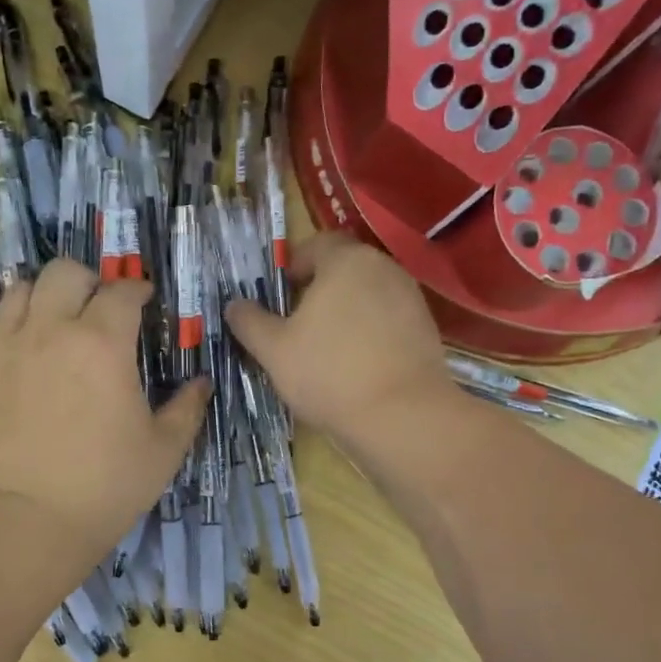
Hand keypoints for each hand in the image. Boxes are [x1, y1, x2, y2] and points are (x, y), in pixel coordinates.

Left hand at [0, 259, 207, 555]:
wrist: (32, 519)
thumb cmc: (107, 484)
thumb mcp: (164, 449)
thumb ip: (188, 408)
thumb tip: (201, 383)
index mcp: (103, 342)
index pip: (123, 291)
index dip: (139, 291)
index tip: (147, 303)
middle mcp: (53, 330)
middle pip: (65, 272)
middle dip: (90, 281)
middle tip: (102, 308)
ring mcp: (11, 347)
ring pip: (21, 288)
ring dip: (46, 294)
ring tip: (60, 319)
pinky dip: (11, 321)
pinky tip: (25, 344)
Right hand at [225, 233, 454, 447]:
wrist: (402, 416)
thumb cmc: (329, 372)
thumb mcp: (274, 350)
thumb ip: (250, 321)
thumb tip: (234, 305)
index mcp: (346, 261)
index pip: (317, 245)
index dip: (294, 266)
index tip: (279, 295)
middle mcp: (383, 268)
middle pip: (344, 269)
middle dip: (319, 290)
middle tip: (296, 323)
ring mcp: (410, 298)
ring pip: (367, 295)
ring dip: (345, 312)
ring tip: (324, 348)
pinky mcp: (426, 329)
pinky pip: (387, 320)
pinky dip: (369, 332)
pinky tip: (356, 364)